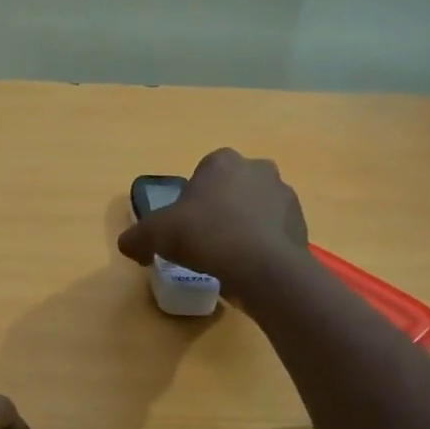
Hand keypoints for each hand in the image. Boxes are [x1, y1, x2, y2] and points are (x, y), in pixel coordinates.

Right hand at [117, 148, 308, 291]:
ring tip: (227, 258)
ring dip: (243, 226)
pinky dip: (261, 244)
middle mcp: (258, 169)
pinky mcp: (300, 223)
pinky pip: (273, 231)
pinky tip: (247, 267)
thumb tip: (128, 246)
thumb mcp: (155, 236)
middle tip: (204, 241)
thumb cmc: (205, 236)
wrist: (260, 267)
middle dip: (220, 209)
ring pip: (255, 209)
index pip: (202, 173)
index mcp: (222, 161)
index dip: (191, 200)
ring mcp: (284, 195)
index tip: (184, 226)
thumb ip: (136, 238)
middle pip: (230, 189)